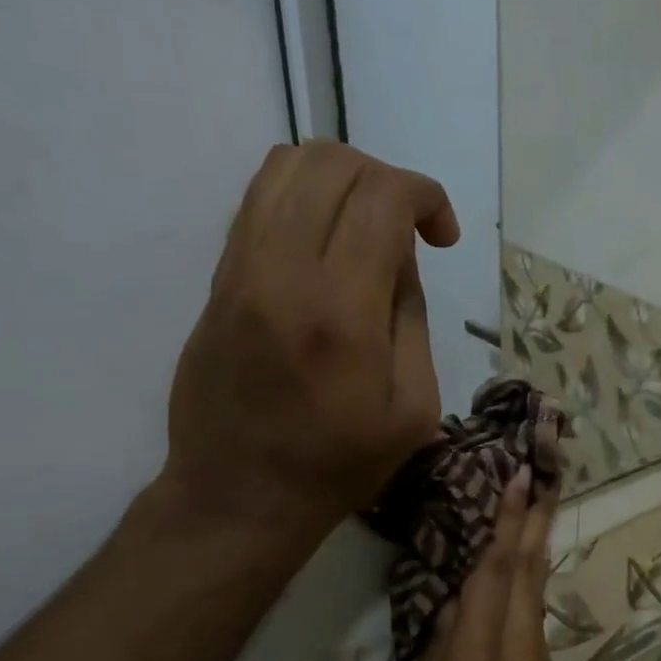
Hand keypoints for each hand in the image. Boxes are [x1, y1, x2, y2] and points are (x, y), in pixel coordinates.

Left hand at [161, 142, 459, 541]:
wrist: (240, 497)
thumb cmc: (339, 464)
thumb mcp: (413, 406)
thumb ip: (411, 317)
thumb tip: (399, 254)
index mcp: (340, 312)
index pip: (380, 197)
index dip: (425, 195)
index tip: (442, 235)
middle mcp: (281, 274)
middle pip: (330, 163)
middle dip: (385, 178)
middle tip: (407, 228)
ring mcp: (239, 272)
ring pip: (284, 168)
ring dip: (339, 179)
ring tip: (364, 226)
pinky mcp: (218, 282)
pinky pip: (257, 203)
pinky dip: (301, 199)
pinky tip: (325, 244)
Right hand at [405, 470, 573, 660]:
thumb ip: (443, 653)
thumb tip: (456, 608)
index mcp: (485, 652)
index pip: (498, 572)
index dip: (508, 523)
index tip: (520, 478)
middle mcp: (521, 646)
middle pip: (529, 570)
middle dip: (537, 518)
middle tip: (545, 472)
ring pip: (534, 591)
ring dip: (534, 546)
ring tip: (532, 508)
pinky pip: (530, 618)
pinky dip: (525, 584)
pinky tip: (514, 576)